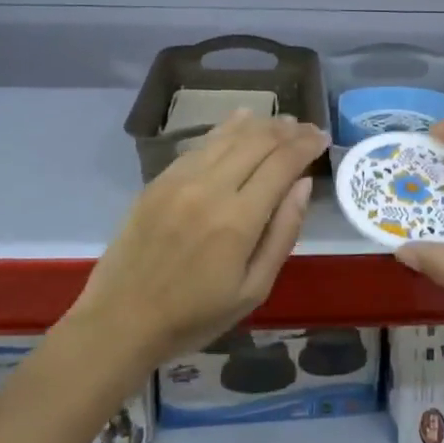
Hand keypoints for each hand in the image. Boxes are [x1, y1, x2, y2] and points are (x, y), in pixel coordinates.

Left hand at [69, 110, 328, 366]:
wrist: (120, 321)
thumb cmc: (194, 316)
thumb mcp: (253, 290)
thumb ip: (283, 233)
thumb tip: (303, 184)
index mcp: (237, 220)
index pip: (282, 163)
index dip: (306, 145)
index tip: (323, 137)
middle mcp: (209, 188)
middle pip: (257, 141)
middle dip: (288, 130)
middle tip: (307, 128)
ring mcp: (180, 180)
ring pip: (228, 135)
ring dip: (260, 124)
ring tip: (282, 122)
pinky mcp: (159, 180)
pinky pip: (200, 143)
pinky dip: (227, 128)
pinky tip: (241, 121)